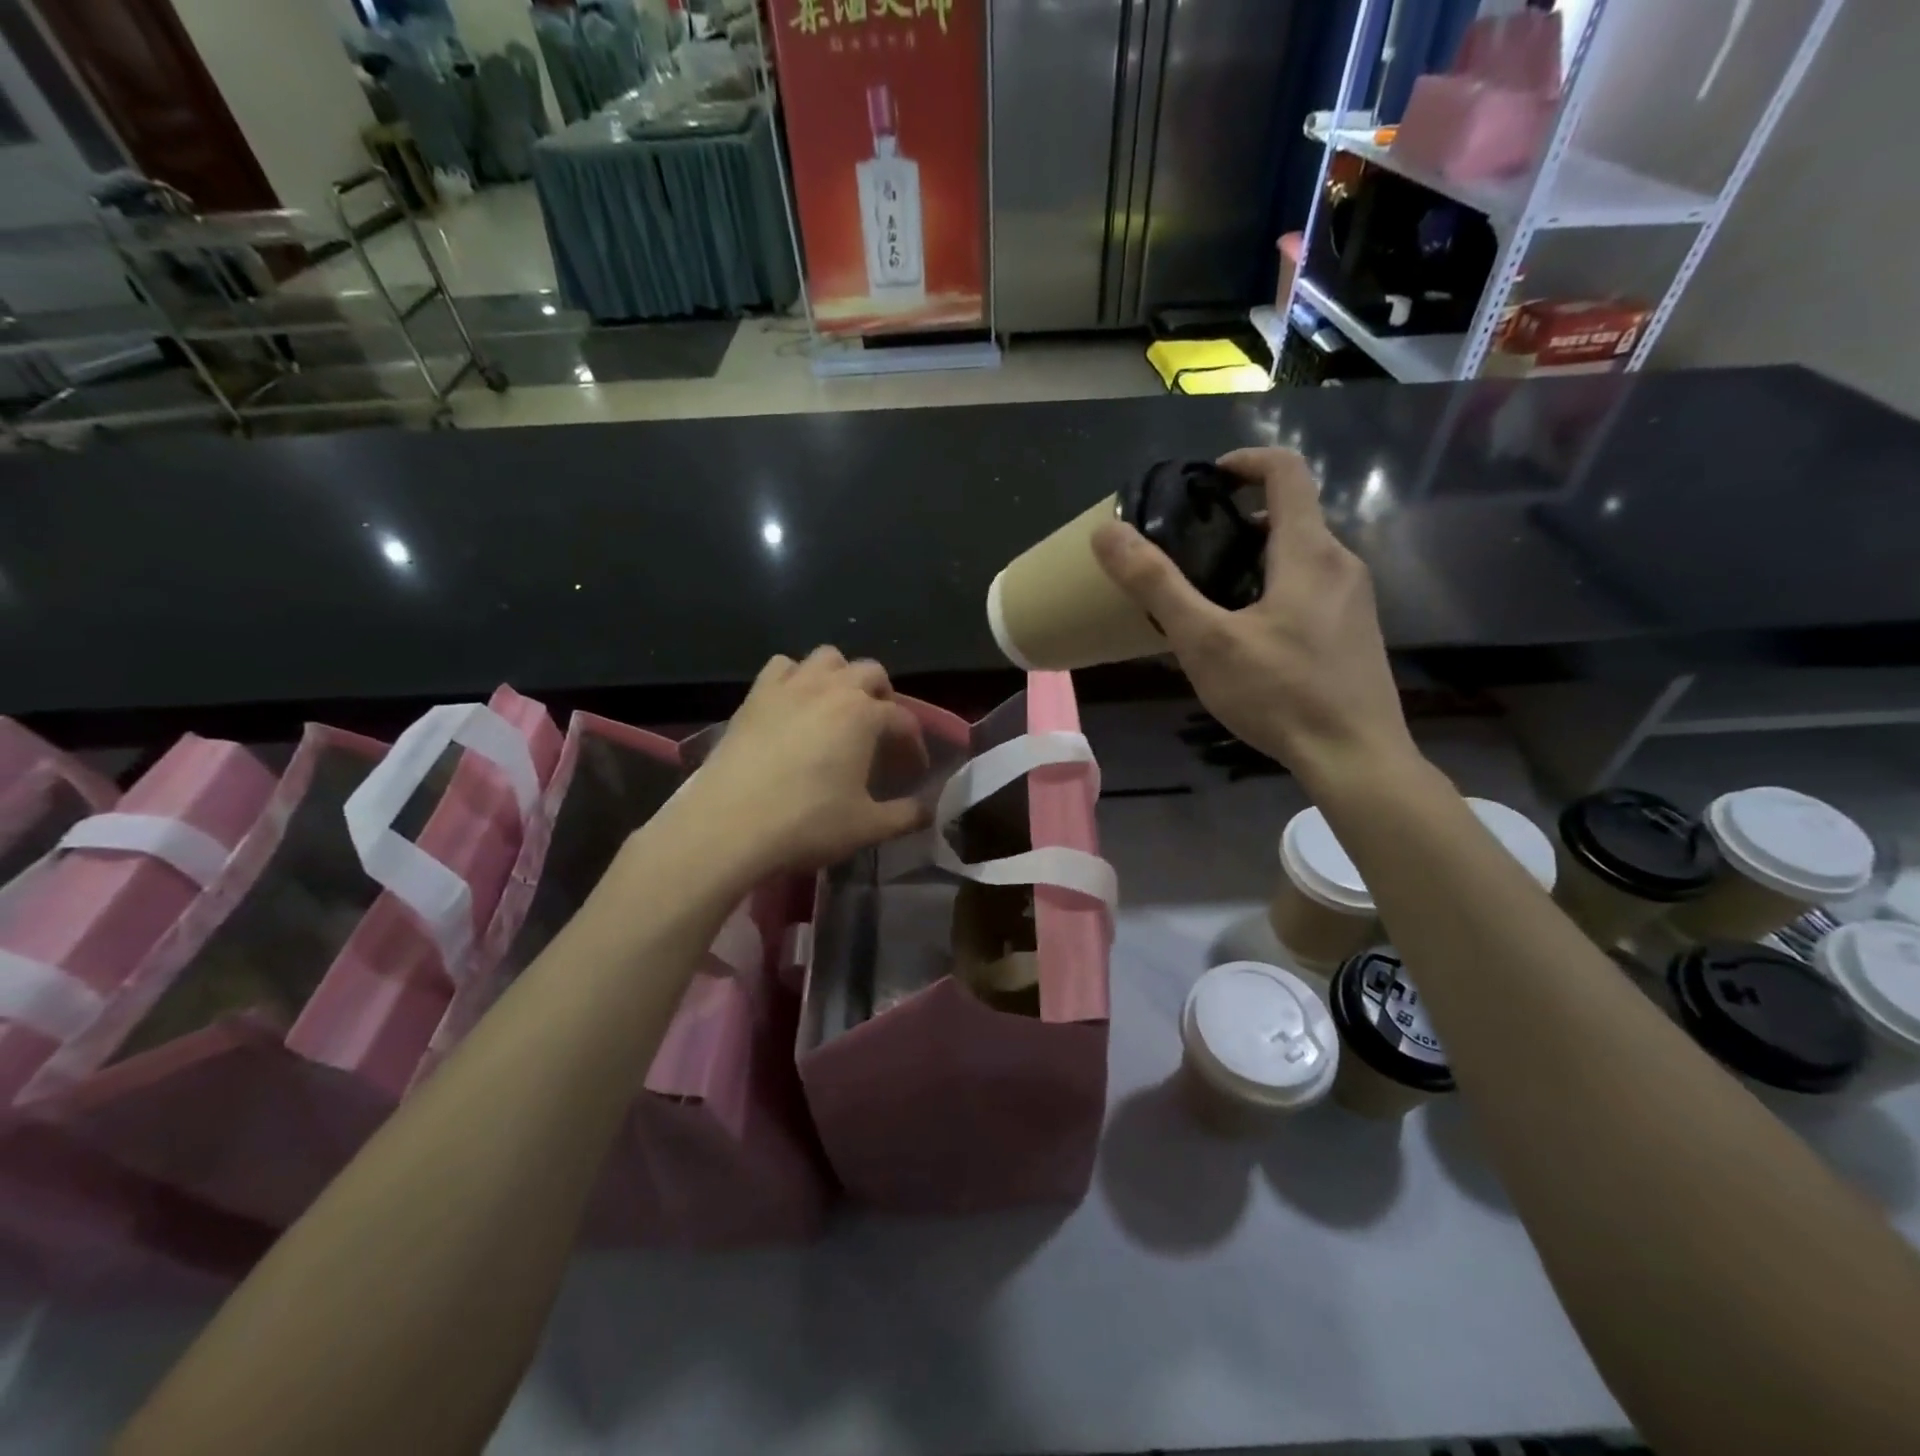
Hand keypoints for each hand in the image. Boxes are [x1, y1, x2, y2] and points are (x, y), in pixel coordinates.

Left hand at [667, 647, 931, 878]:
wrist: (728, 825)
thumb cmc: (806, 823)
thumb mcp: (867, 827)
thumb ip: (906, 816)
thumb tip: (929, 810)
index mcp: (865, 715)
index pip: (903, 720)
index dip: (914, 745)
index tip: (914, 771)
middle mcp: (831, 688)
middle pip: (871, 674)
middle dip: (883, 699)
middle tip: (880, 733)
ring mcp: (789, 686)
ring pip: (827, 658)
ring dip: (841, 677)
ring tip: (840, 709)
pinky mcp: (755, 696)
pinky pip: (782, 667)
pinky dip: (796, 678)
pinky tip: (795, 705)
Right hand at [1092, 447, 1417, 793]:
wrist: (1355, 758)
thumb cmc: (1280, 694)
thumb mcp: (1205, 640)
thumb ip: (1156, 584)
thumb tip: (1107, 532)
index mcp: (1310, 551)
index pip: (1286, 472)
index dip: (1244, 462)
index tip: (1206, 479)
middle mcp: (1342, 563)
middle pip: (1290, 516)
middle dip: (1238, 522)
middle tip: (1190, 553)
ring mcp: (1356, 599)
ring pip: (1300, 556)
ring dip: (1254, 559)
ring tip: (1209, 598)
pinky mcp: (1356, 631)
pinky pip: (1312, 588)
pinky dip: (1275, 588)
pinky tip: (1247, 637)